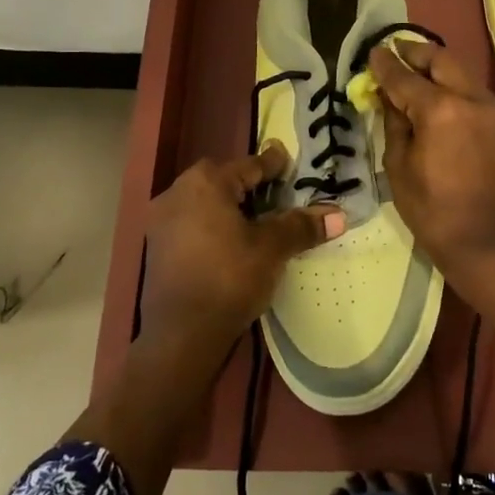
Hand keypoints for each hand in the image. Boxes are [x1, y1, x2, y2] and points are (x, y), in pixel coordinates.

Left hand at [140, 145, 342, 355]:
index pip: (249, 165)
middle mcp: (177, 193)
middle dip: (249, 185)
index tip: (286, 160)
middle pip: (223, 181)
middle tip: (276, 193)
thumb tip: (338, 215)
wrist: (182, 335)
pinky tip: (230, 243)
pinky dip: (213, 226)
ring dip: (230, 207)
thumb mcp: (272, 249)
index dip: (273, 164)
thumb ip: (301, 226)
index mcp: (206, 183)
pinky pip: (192, 224)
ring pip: (205, 203)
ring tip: (256, 220)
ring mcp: (162, 221)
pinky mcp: (156, 248)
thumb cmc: (230, 278)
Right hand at [369, 40, 494, 273]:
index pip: (405, 77)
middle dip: (415, 52)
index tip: (372, 52)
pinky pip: (471, 89)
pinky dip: (451, 84)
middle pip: (441, 60)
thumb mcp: (398, 165)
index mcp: (440, 109)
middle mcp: (470, 98)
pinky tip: (435, 93)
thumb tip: (388, 96)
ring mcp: (491, 108)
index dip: (385, 64)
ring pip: (460, 71)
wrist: (483, 239)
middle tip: (395, 51)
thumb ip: (394, 122)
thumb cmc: (431, 209)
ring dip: (436, 66)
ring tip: (412, 69)